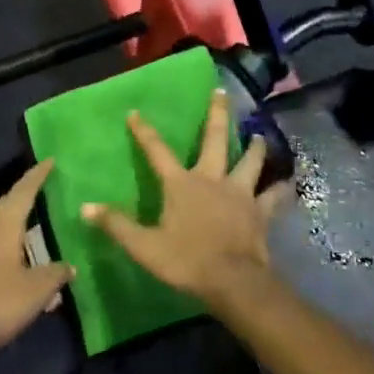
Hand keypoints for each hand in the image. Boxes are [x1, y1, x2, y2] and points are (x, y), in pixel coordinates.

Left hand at [0, 161, 74, 357]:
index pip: (22, 193)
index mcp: (2, 229)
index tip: (48, 160)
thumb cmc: (0, 304)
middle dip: (22, 197)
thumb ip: (56, 273)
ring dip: (12, 229)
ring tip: (31, 235)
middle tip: (40, 190)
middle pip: (5, 208)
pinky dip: (2, 253)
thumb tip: (69, 267)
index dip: (36, 177)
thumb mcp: (38, 289)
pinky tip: (12, 270)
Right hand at [82, 89, 287, 312]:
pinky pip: (273, 196)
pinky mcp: (260, 212)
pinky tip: (287, 183)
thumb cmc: (185, 261)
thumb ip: (116, 224)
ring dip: (254, 148)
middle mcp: (212, 179)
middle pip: (215, 140)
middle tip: (222, 92)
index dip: (145, 132)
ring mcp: (240, 193)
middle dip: (217, 114)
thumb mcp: (144, 246)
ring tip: (259, 135)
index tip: (135, 112)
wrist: (232, 281)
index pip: (157, 152)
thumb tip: (85, 206)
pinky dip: (280, 189)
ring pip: (250, 162)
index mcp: (182, 184)